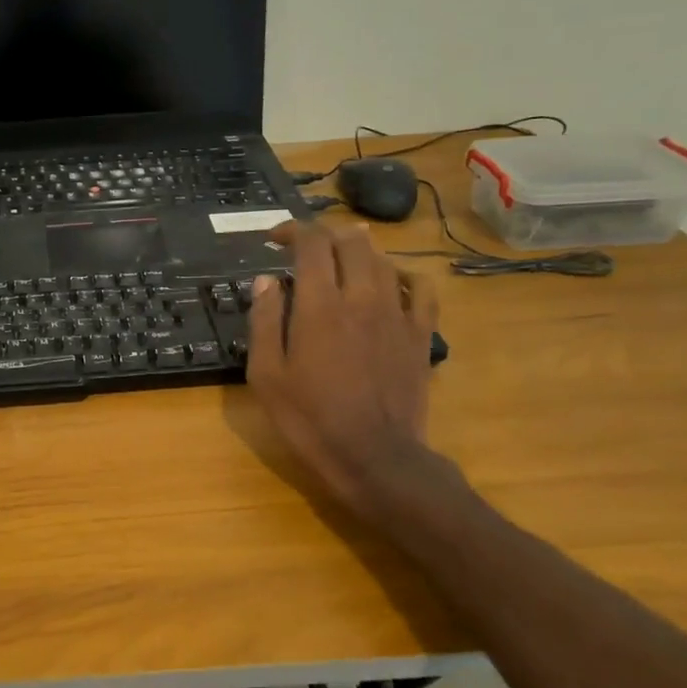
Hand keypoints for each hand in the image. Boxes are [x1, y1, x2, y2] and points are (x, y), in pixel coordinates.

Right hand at [246, 221, 440, 522]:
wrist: (374, 457)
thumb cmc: (310, 419)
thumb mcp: (266, 375)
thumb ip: (264, 321)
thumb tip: (266, 280)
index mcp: (319, 305)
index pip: (312, 243)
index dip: (293, 230)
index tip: (275, 239)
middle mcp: (361, 297)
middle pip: (351, 241)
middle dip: (326, 235)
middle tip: (307, 248)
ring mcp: (396, 314)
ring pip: (384, 260)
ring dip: (360, 250)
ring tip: (343, 258)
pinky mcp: (419, 334)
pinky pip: (421, 289)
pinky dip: (404, 275)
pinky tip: (392, 282)